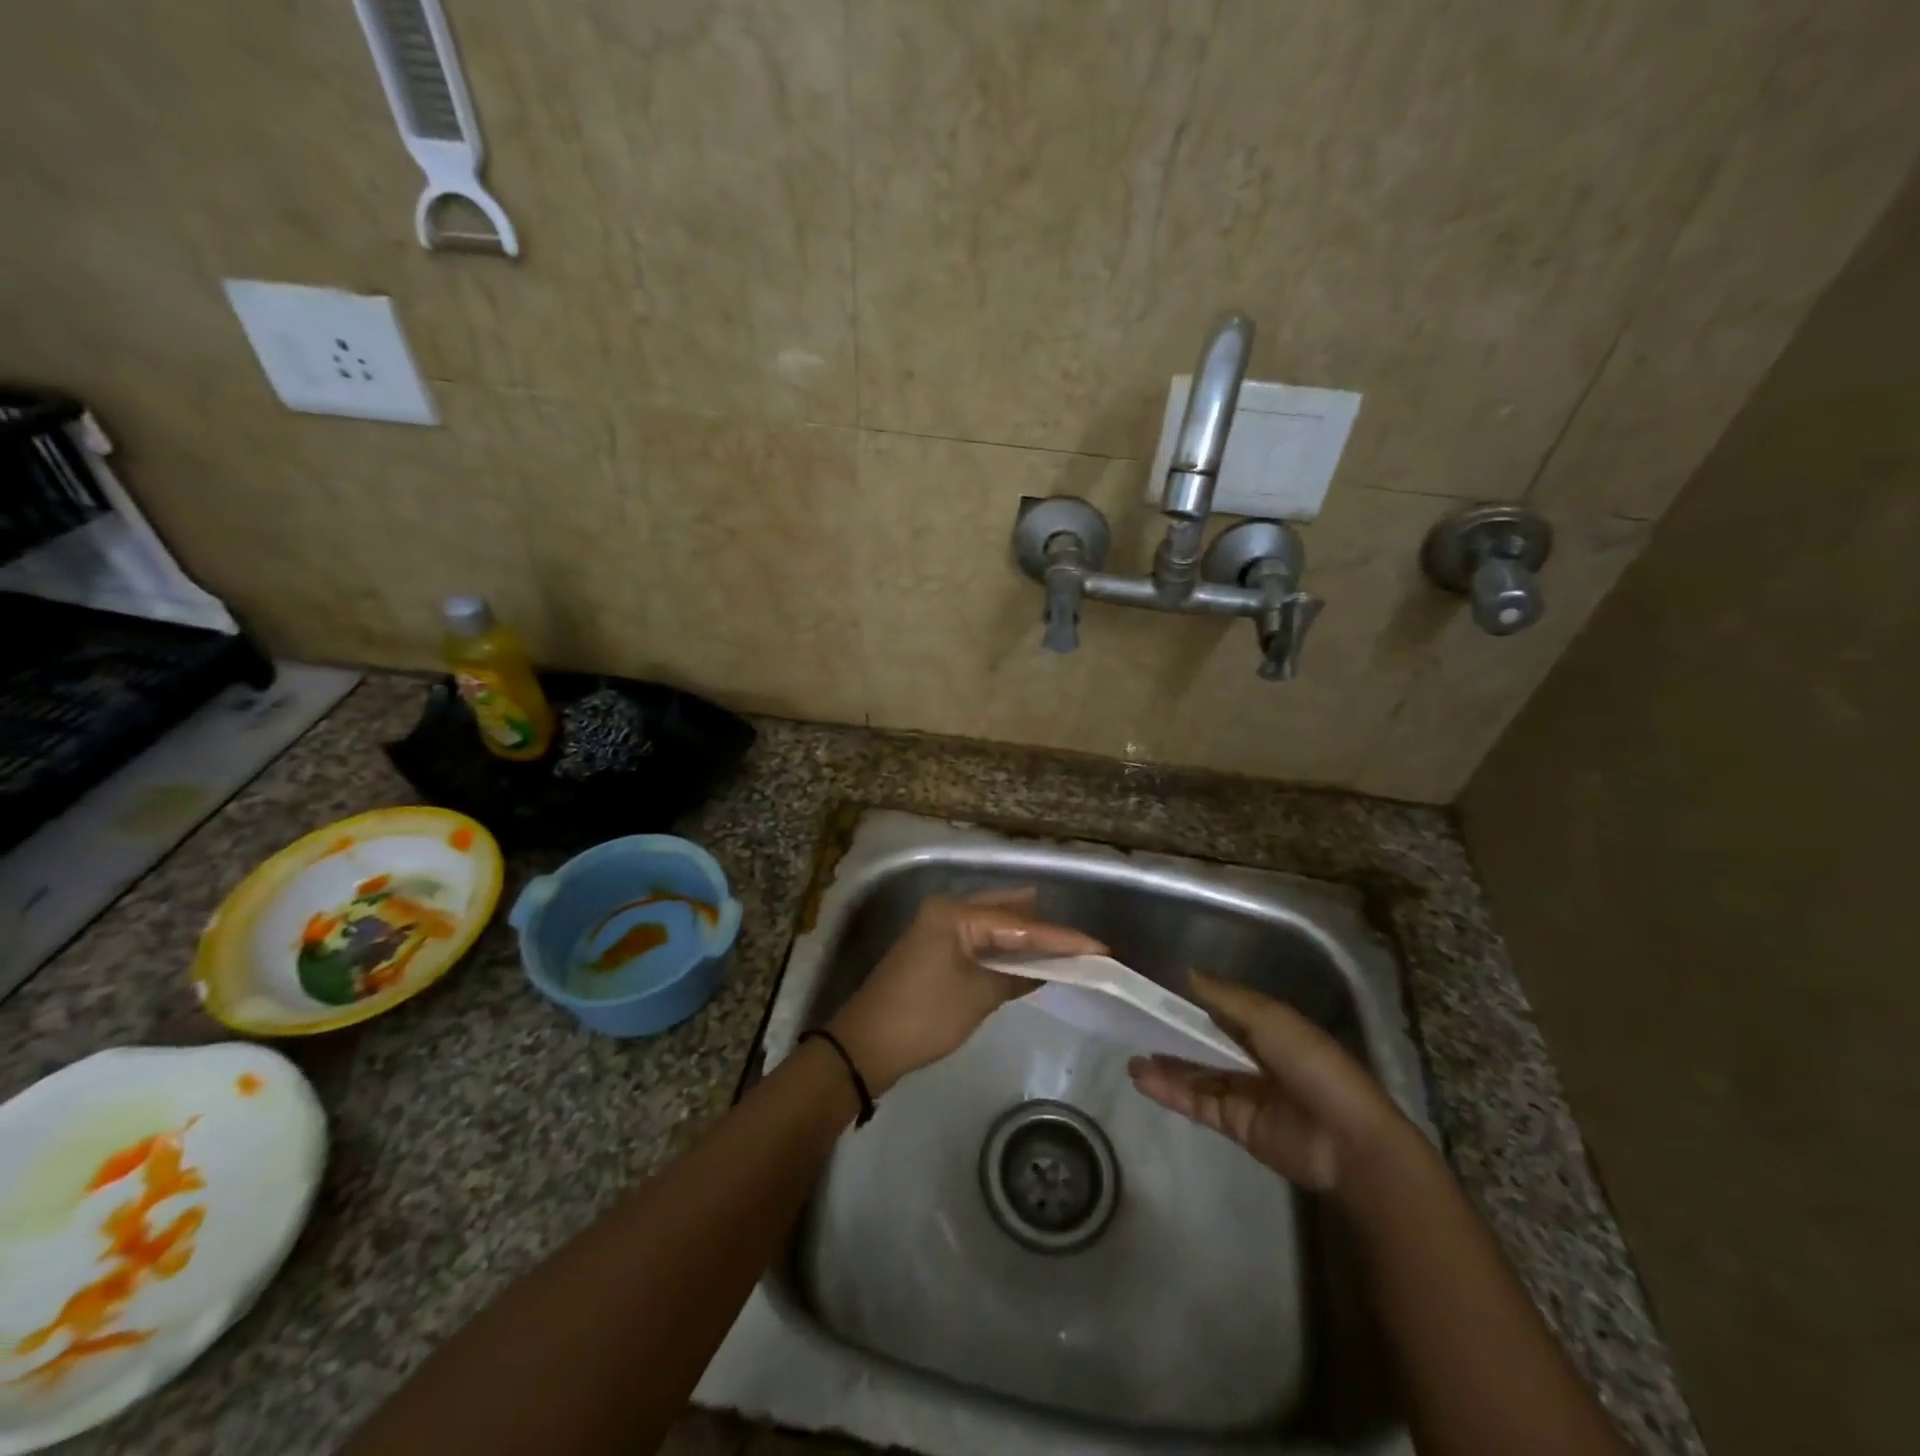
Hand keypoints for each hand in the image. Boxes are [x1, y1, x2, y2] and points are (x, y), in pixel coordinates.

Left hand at [826, 889, 1104, 1095]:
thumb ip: (1016, 976)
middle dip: (1043, 928)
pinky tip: (1025, 953)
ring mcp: (937, 928)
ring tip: (1063, 940)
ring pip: (992, 923)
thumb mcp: (977, 997)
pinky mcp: (934, 948)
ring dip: (1023, 935)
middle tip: (1083, 939)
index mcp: (955, 913)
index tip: (1100, 946)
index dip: (1061, 938)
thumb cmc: (924, 1017)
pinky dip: (1003, 947)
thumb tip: (1048, 969)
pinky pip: (978, 938)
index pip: (1019, 924)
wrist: (865, 1046)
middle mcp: (946, 910)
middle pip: (1006, 914)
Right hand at [1127, 971, 1410, 1191]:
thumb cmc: (1314, 1067)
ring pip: (1196, 1074)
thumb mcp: (1271, 1019)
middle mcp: (1254, 1058)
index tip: (1155, 992)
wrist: (1347, 1142)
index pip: (1222, 1012)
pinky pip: (1196, 1102)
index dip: (1191, 1002)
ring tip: (1129, 1058)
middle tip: (1134, 1026)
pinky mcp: (1235, 1124)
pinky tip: (1142, 1080)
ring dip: (1165, 1066)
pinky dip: (1169, 1092)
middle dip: (1172, 1036)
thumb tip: (1188, 973)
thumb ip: (1227, 998)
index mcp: (1268, 1029)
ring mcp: (1244, 1092)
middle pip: (1205, 1043)